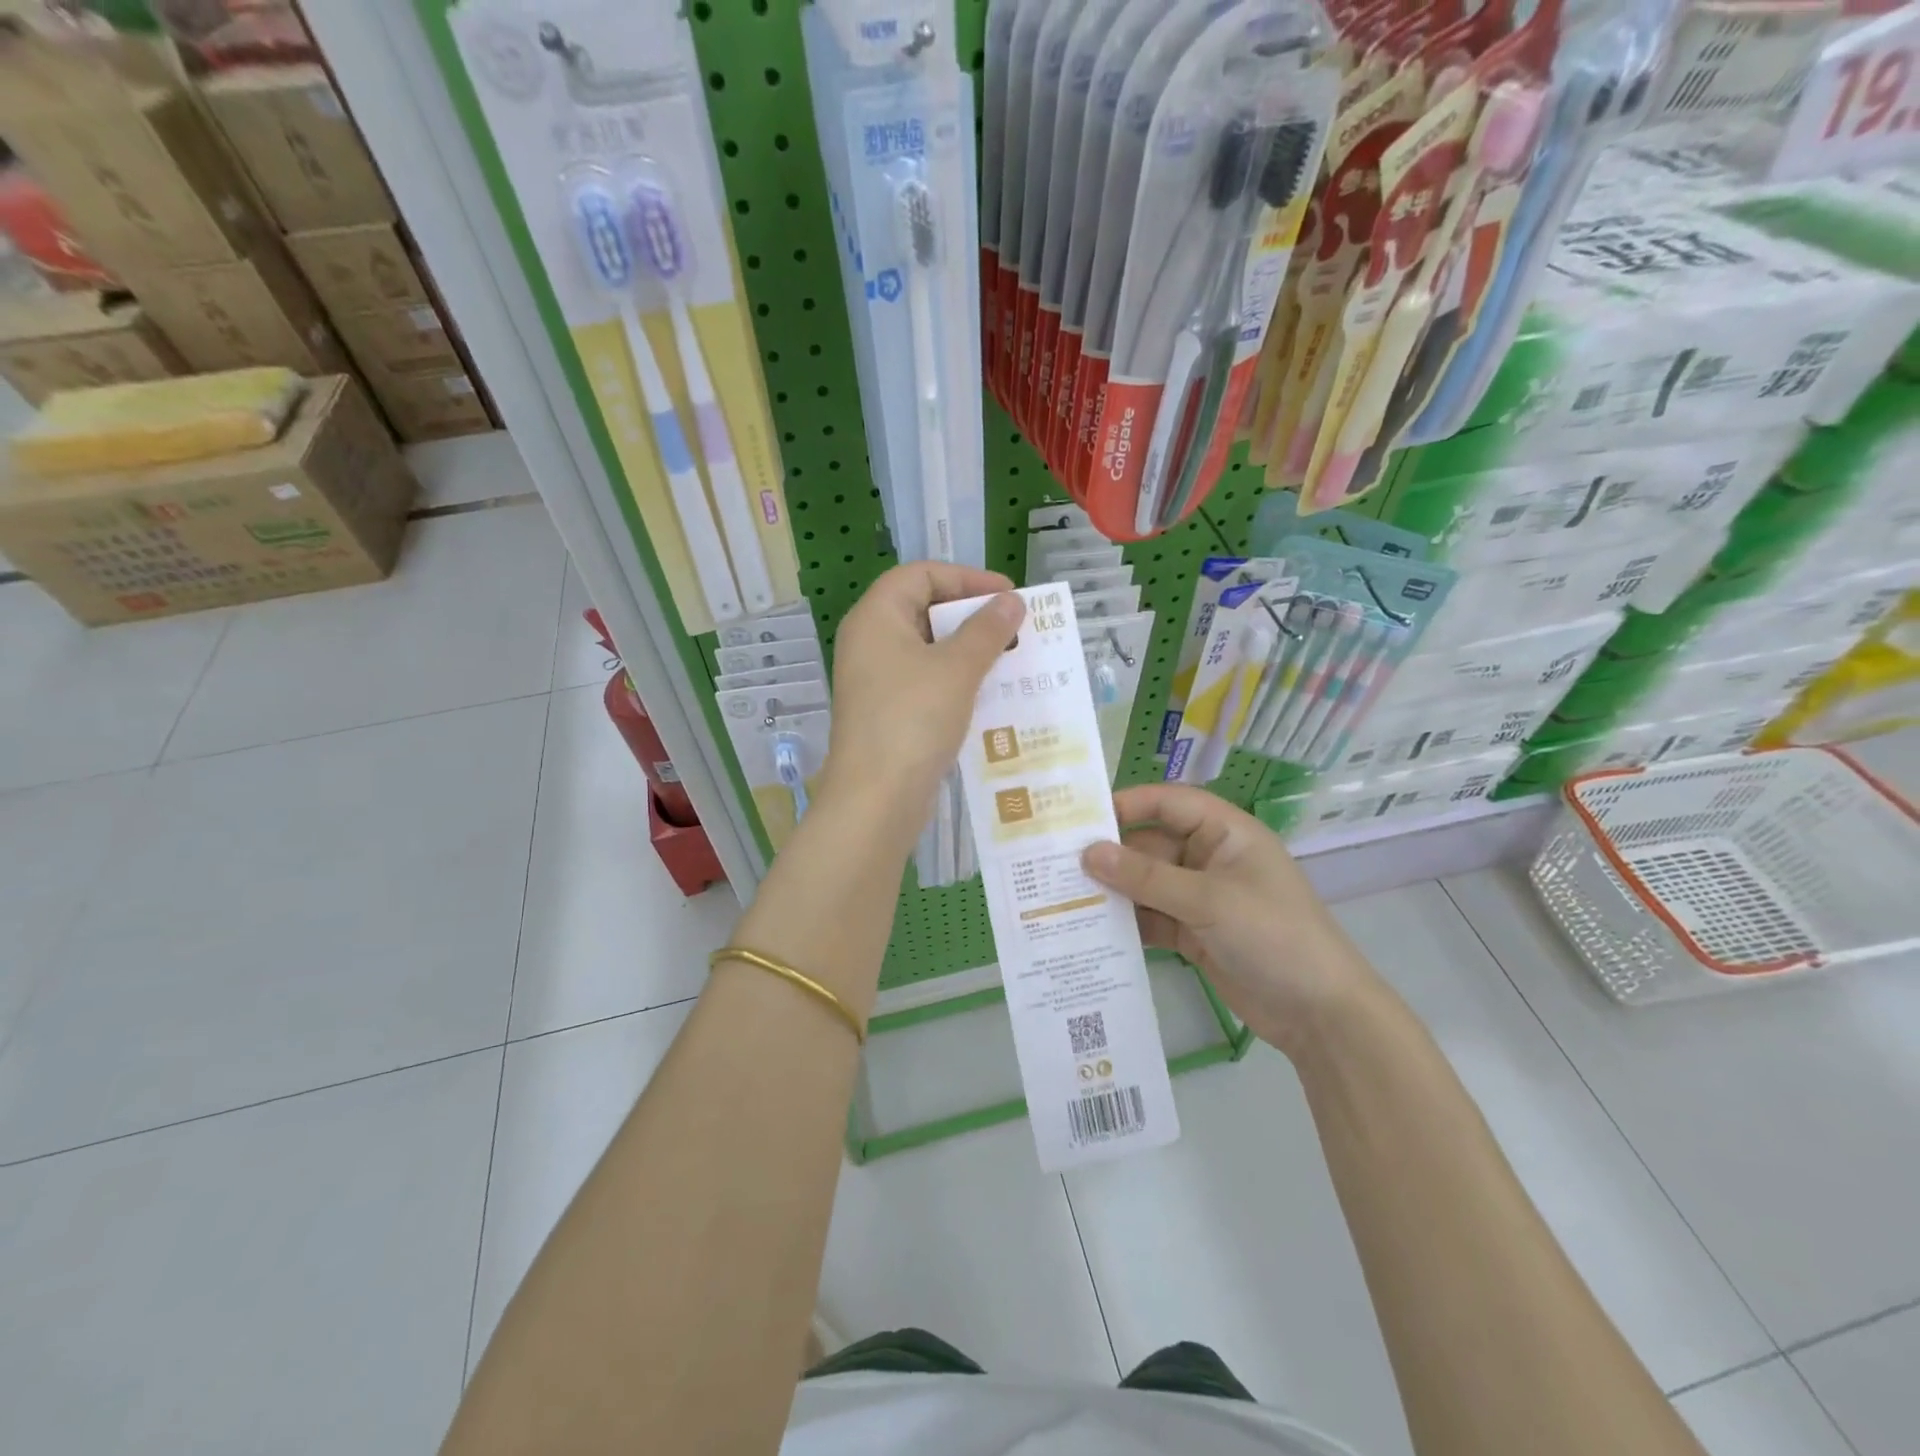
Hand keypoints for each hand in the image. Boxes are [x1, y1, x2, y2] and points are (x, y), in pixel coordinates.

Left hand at [818, 561, 1022, 846]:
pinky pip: (925, 681)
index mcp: (876, 617)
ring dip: (968, 651)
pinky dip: (956, 681)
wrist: (876, 799)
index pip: (921, 574)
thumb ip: (987, 630)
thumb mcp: (957, 669)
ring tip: (1010, 660)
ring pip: (928, 649)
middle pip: (923, 609)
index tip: (1008, 596)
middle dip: (972, 616)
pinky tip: (989, 694)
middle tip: (1014, 629)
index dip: (967, 578)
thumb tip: (1011, 601)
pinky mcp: (887, 712)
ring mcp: (876, 680)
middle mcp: (870, 642)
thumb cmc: (914, 720)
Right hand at [1083, 783, 1382, 1056]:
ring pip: (1147, 884)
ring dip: (1115, 891)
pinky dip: (1128, 922)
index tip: (1081, 818)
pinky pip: (1152, 917)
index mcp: (1225, 833)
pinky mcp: (1194, 933)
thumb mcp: (1208, 901)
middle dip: (1112, 855)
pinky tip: (1091, 929)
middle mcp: (1210, 858)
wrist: (1320, 1014)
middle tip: (1058, 863)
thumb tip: (1088, 853)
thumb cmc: (1273, 935)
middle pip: (1151, 844)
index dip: (1128, 805)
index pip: (1169, 803)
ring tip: (1064, 896)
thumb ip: (1146, 877)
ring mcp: (1201, 898)